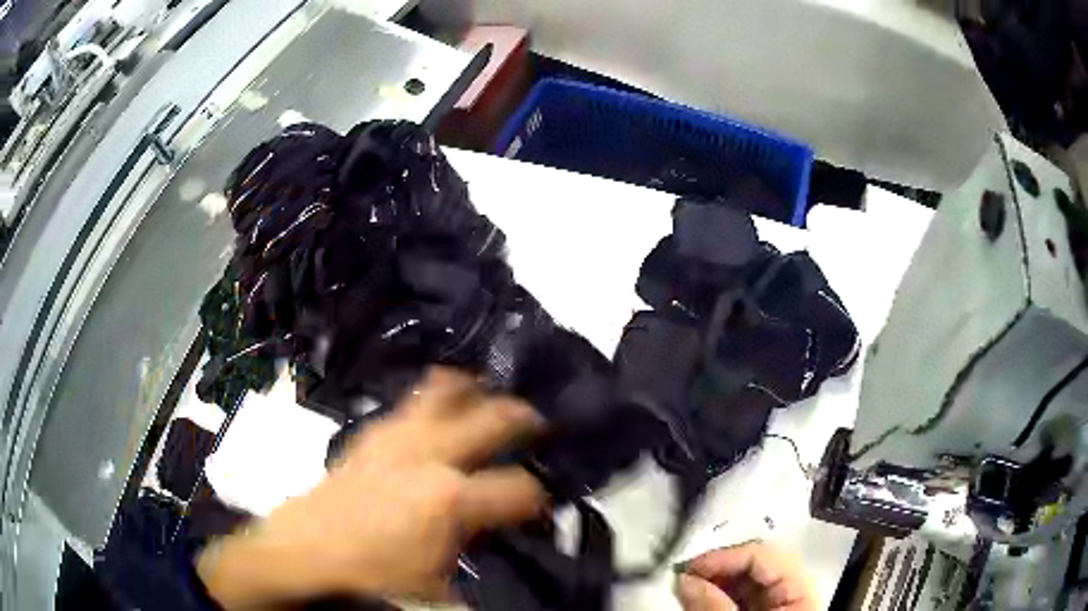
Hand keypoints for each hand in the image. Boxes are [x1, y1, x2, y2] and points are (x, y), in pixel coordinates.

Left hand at [197, 368, 547, 607]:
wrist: (301, 554)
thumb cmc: (371, 577)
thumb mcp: (435, 588)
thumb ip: (472, 566)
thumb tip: (496, 557)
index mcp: (451, 499)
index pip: (520, 489)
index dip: (539, 500)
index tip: (540, 509)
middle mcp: (428, 456)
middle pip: (492, 420)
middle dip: (523, 418)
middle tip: (539, 422)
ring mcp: (395, 438)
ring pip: (443, 392)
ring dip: (472, 390)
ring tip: (487, 389)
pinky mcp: (369, 436)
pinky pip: (405, 405)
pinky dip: (428, 398)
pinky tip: (430, 408)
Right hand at [675, 542, 815, 610]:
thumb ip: (715, 605)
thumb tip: (683, 577)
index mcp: (801, 586)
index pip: (763, 553)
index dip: (724, 556)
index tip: (688, 565)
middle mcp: (793, 586)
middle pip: (754, 562)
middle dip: (716, 567)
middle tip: (683, 575)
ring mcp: (778, 598)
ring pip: (744, 578)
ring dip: (713, 579)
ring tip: (686, 586)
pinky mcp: (763, 607)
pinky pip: (739, 594)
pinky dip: (717, 593)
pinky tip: (698, 596)